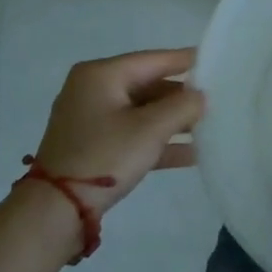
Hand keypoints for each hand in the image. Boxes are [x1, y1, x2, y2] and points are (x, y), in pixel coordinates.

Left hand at [31, 49, 204, 215]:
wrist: (54, 212)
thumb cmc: (104, 156)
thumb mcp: (150, 129)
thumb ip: (183, 106)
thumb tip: (201, 96)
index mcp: (101, 75)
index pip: (154, 59)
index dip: (186, 61)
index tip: (216, 60)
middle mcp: (93, 89)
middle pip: (148, 85)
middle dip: (182, 96)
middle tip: (217, 99)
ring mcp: (91, 119)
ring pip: (142, 111)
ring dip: (173, 121)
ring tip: (209, 126)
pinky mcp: (93, 145)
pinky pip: (133, 133)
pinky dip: (157, 140)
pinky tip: (190, 154)